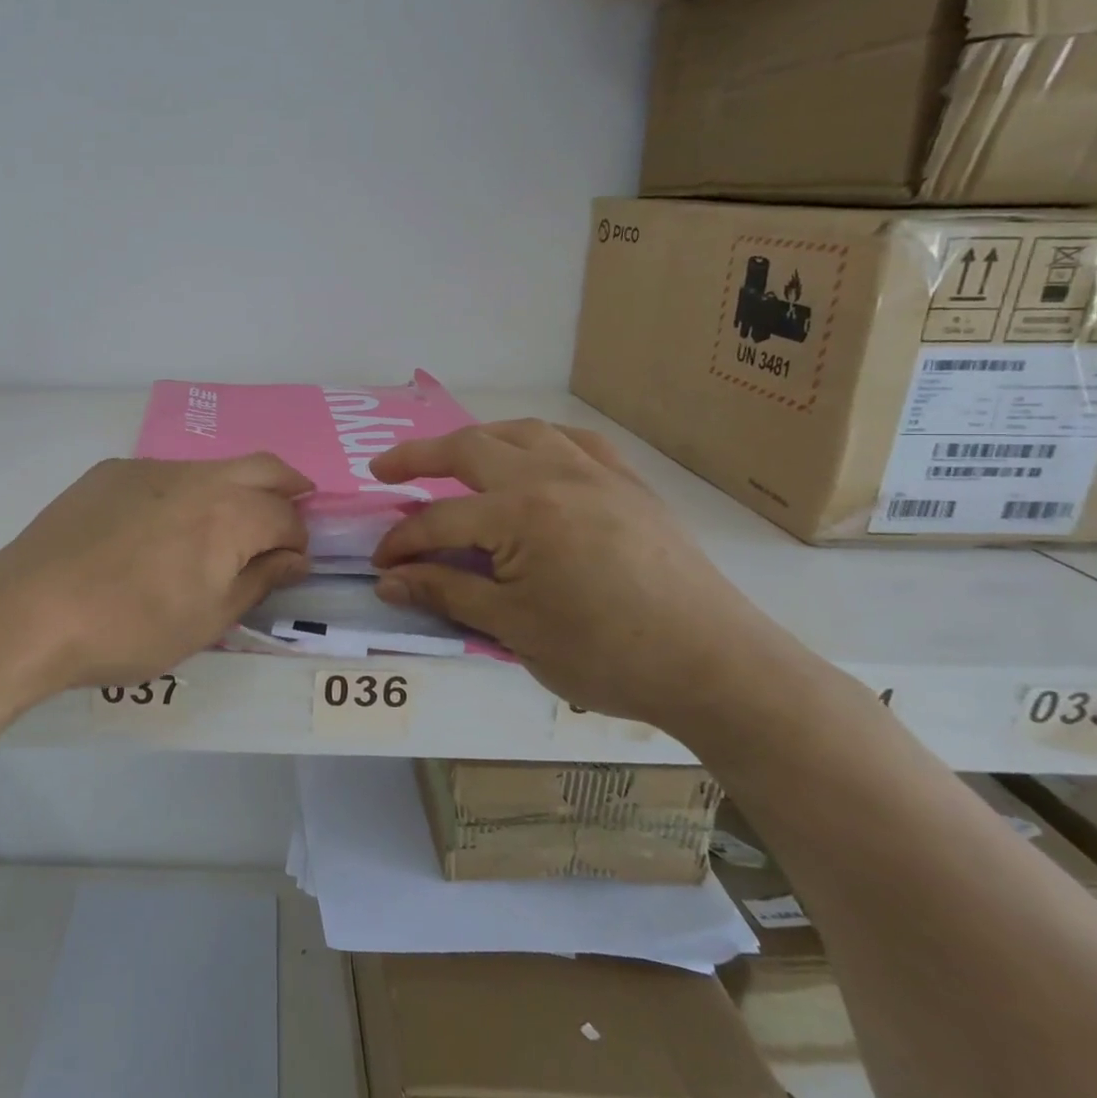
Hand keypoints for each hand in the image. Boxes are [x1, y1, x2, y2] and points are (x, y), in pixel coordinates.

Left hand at [0, 454, 313, 701]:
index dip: (298, 539)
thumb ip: (258, 581)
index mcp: (230, 514)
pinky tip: (158, 528)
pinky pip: (164, 474)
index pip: (286, 516)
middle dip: (287, 487)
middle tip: (292, 510)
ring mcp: (150, 467)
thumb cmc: (129, 628)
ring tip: (223, 525)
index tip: (292, 563)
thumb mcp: (207, 621)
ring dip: (233, 488)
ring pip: (212, 467)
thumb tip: (294, 558)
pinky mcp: (111, 471)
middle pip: (263, 466)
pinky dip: (184, 492)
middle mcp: (198, 476)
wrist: (30, 611)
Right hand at [370, 420, 796, 732]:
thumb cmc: (606, 654)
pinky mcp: (629, 483)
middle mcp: (553, 475)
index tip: (381, 565)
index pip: (440, 521)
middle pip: (469, 450)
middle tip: (384, 469)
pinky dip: (538, 441)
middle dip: (418, 457)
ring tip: (452, 457)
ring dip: (477, 439)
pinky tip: (531, 457)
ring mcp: (596, 472)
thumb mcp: (513, 628)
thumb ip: (445, 592)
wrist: (715, 666)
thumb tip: (387, 581)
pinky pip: (574, 441)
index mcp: (521, 513)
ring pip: (521, 432)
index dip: (403, 544)